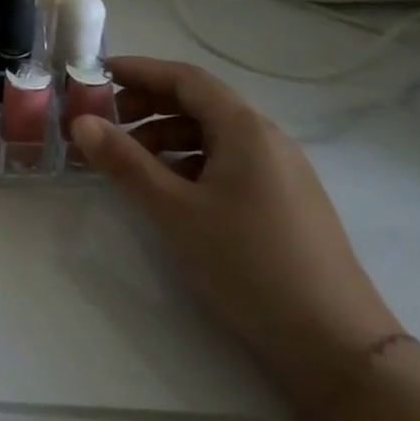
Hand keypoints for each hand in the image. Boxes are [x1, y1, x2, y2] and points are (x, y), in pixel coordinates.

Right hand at [71, 56, 401, 412]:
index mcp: (245, 130)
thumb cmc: (249, 265)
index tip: (94, 76)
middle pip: (199, 103)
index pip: (185, 78)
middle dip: (146, 105)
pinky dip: (188, 162)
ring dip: (164, 136)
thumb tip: (80, 121)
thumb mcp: (174, 211)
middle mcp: (267, 141)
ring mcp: (281, 174)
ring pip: (212, 135)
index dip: (138, 70)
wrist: (339, 349)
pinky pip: (227, 163)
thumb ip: (124, 162)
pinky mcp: (284, 204)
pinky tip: (168, 191)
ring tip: (127, 161)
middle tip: (103, 122)